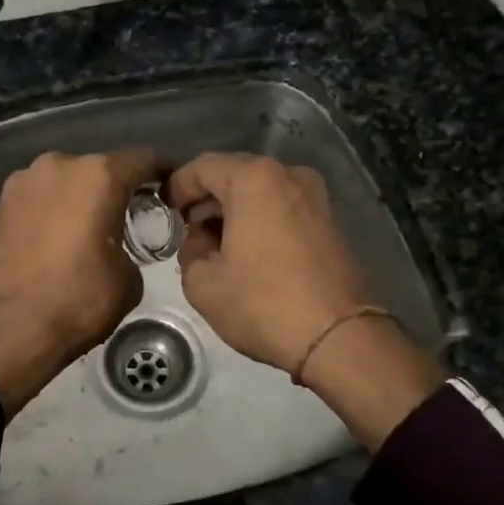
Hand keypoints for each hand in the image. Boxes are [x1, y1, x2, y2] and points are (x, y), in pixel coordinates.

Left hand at [0, 147, 160, 415]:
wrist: (9, 328)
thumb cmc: (78, 300)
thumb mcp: (129, 279)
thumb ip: (131, 246)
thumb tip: (117, 247)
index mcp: (98, 176)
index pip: (142, 159)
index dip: (161, 172)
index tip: (169, 189)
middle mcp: (59, 165)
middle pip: (99, 167)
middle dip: (115, 188)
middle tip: (126, 216)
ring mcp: (22, 181)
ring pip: (64, 181)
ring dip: (79, 198)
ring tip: (86, 229)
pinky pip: (38, 199)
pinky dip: (51, 211)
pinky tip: (55, 240)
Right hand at [165, 152, 373, 374]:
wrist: (338, 337)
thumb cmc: (263, 305)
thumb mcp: (203, 284)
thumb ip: (190, 250)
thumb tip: (201, 239)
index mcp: (254, 180)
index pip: (202, 167)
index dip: (178, 186)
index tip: (165, 211)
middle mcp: (288, 175)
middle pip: (235, 173)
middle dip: (207, 197)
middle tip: (188, 228)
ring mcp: (315, 196)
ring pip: (261, 190)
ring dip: (234, 208)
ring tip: (216, 242)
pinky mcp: (330, 219)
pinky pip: (283, 206)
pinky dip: (261, 218)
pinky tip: (248, 249)